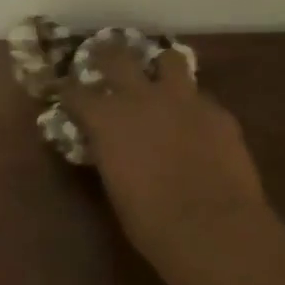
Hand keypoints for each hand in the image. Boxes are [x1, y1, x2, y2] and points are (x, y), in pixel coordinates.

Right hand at [62, 46, 272, 280]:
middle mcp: (141, 98)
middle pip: (118, 57)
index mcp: (107, 119)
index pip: (75, 92)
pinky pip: (201, 97)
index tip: (65, 91)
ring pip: (169, 59)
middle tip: (105, 60)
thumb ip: (111, 154)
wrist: (212, 228)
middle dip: (107, 56)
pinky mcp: (218, 112)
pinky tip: (197, 123)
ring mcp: (184, 99)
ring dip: (161, 67)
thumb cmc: (151, 221)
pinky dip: (193, 105)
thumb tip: (111, 147)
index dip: (68, 91)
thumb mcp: (116, 185)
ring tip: (161, 78)